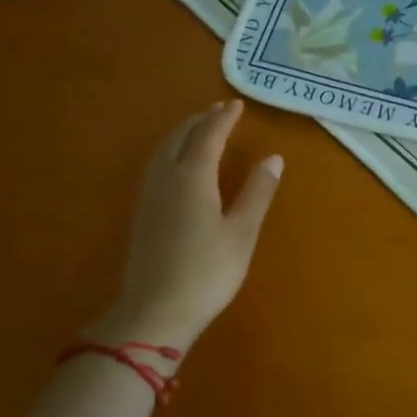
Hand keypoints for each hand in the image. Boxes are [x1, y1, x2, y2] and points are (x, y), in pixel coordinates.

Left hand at [93, 100, 282, 357]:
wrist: (155, 312)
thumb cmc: (207, 272)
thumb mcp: (242, 232)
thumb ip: (257, 192)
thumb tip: (274, 159)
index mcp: (193, 177)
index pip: (208, 135)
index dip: (223, 118)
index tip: (237, 104)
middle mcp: (167, 178)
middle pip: (181, 137)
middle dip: (201, 120)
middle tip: (220, 109)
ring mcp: (150, 196)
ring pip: (164, 150)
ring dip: (182, 132)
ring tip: (198, 127)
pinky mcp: (142, 213)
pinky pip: (156, 165)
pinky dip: (171, 150)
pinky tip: (176, 162)